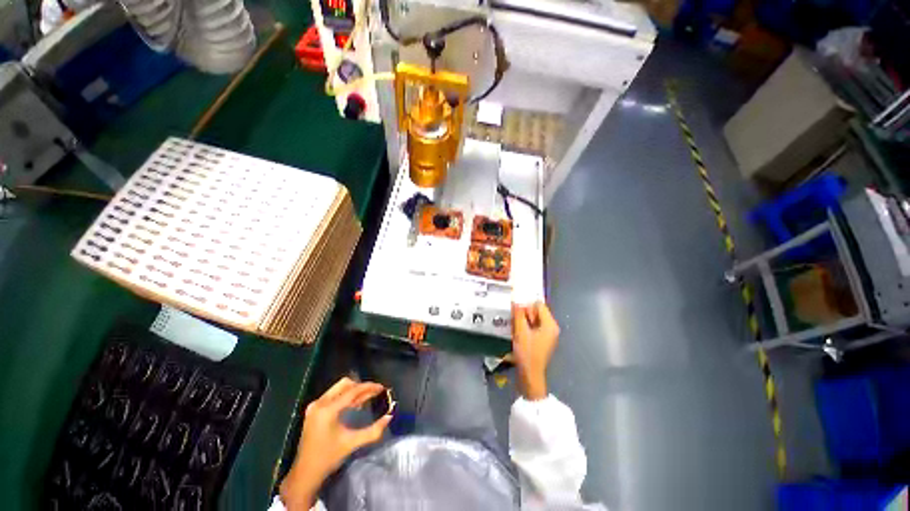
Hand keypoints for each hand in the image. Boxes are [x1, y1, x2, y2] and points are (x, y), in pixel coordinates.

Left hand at [280, 378, 392, 509]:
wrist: (305, 473)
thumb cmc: (328, 458)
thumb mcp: (352, 443)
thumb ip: (373, 430)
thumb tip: (389, 417)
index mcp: (328, 410)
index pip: (353, 391)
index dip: (369, 387)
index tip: (381, 387)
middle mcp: (320, 403)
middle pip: (345, 384)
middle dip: (361, 386)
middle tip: (374, 393)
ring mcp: (315, 406)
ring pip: (339, 388)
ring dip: (354, 391)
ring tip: (367, 398)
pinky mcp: (313, 410)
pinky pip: (333, 395)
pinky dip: (345, 396)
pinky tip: (355, 405)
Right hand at [512, 301, 559, 400]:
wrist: (530, 376)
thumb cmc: (527, 353)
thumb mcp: (520, 332)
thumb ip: (519, 314)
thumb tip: (516, 301)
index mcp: (550, 324)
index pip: (539, 305)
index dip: (527, 305)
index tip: (516, 310)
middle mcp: (551, 327)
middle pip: (537, 312)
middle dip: (524, 314)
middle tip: (514, 321)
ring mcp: (547, 335)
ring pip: (533, 320)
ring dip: (523, 321)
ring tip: (515, 328)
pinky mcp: (542, 340)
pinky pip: (533, 327)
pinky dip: (525, 327)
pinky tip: (518, 333)